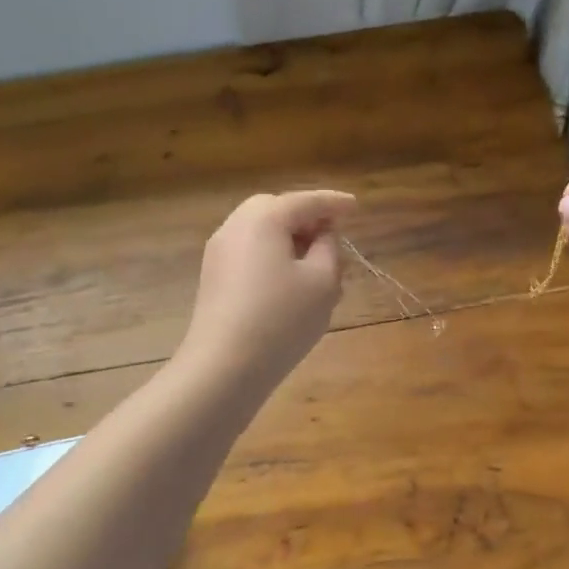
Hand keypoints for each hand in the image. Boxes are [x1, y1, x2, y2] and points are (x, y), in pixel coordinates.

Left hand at [179, 190, 356, 387]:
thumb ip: (329, 248)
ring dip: (290, 240)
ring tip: (316, 264)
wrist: (223, 367)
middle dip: (307, 218)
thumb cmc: (281, 319)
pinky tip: (290, 283)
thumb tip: (322, 235)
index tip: (356, 207)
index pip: (307, 201)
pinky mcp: (213, 277)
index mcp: (264, 218)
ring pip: (262, 232)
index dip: (335, 203)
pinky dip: (273, 256)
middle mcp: (236, 226)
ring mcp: (219, 252)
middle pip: (277, 210)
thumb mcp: (323, 281)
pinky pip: (250, 253)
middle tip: (334, 234)